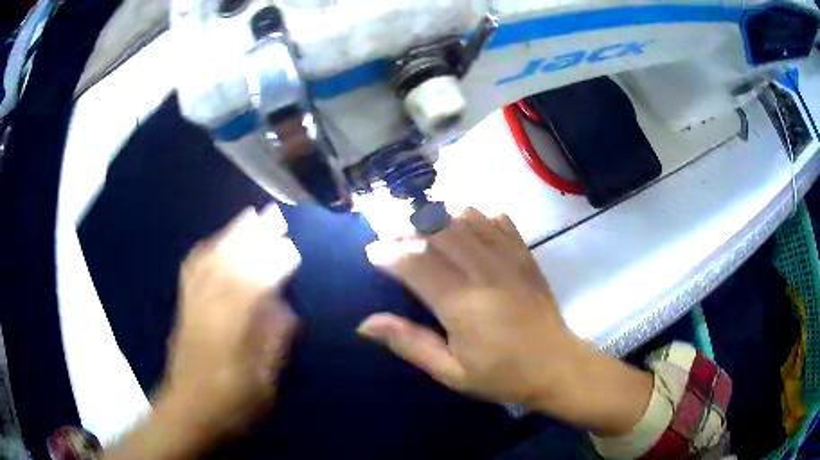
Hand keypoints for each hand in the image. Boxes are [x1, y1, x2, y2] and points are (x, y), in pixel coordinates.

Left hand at [162, 205, 299, 443]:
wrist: (188, 412)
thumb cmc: (232, 404)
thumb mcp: (264, 383)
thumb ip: (274, 342)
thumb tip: (284, 307)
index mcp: (233, 328)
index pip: (255, 282)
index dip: (275, 262)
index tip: (293, 247)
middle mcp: (210, 307)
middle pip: (231, 260)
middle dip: (254, 235)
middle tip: (273, 214)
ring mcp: (193, 303)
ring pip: (211, 258)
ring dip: (231, 234)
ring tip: (249, 216)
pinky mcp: (183, 306)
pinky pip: (192, 267)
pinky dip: (206, 248)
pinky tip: (215, 241)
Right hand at [358, 208, 651, 435]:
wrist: (556, 365)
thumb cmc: (501, 375)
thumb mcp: (450, 372)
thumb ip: (409, 343)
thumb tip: (366, 323)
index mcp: (461, 303)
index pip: (415, 263)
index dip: (389, 252)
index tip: (373, 252)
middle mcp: (483, 271)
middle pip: (437, 231)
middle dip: (408, 230)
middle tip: (393, 240)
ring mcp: (508, 258)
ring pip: (466, 218)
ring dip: (439, 219)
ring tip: (425, 234)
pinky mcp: (525, 255)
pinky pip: (497, 220)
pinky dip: (476, 218)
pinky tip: (467, 232)